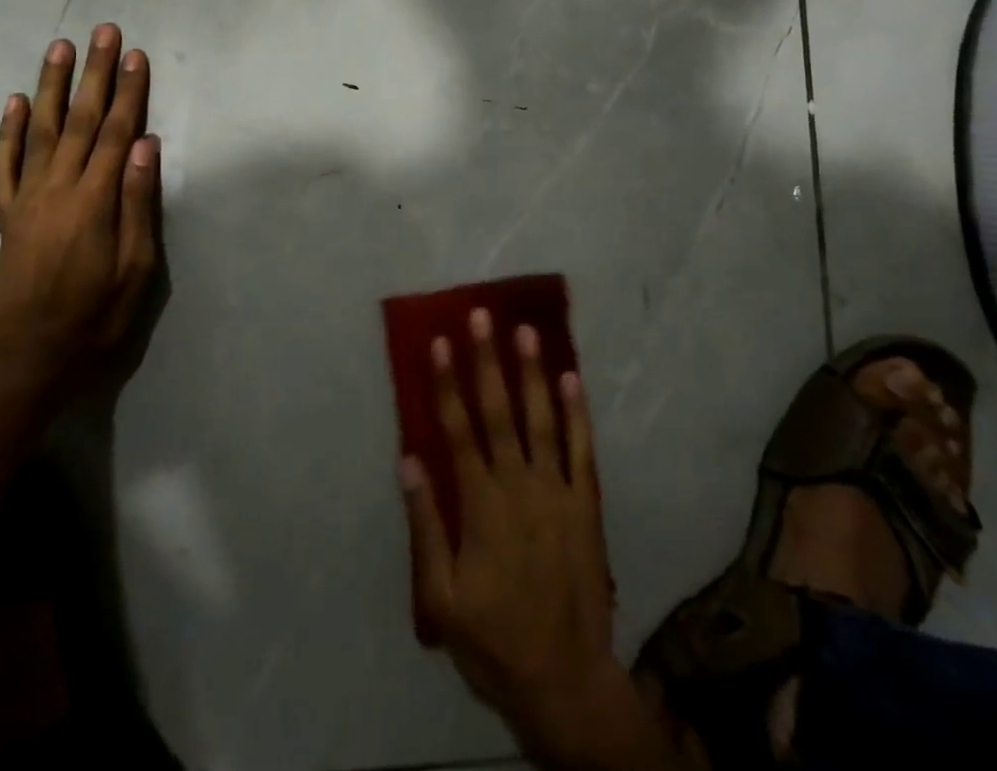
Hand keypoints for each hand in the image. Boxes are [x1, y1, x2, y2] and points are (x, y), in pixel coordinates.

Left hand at [0, 24, 161, 385]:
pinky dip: (9, 132)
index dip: (129, 92)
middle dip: (95, 73)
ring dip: (52, 86)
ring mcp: (27, 200)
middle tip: (104, 32)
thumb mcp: (135, 269)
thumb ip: (137, 203)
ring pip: (41, 130)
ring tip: (60, 48)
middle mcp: (57, 189)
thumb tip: (146, 145)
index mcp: (93, 201)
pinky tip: (16, 103)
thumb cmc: (94, 317)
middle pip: (81, 120)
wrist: (23, 360)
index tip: (137, 55)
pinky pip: (4, 165)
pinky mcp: (7, 215)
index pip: (117, 133)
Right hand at [401, 310, 667, 768]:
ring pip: (541, 419)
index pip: (457, 430)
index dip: (446, 383)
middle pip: (498, 412)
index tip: (439, 342)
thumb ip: (426, 526)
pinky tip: (571, 377)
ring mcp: (557, 491)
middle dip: (486, 361)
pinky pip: (581, 449)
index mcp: (480, 505)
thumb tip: (409, 460)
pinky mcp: (587, 503)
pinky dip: (577, 412)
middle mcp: (519, 485)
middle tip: (481, 316)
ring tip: (526, 330)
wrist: (566, 680)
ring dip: (532, 372)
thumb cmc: (494, 639)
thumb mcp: (442, 598)